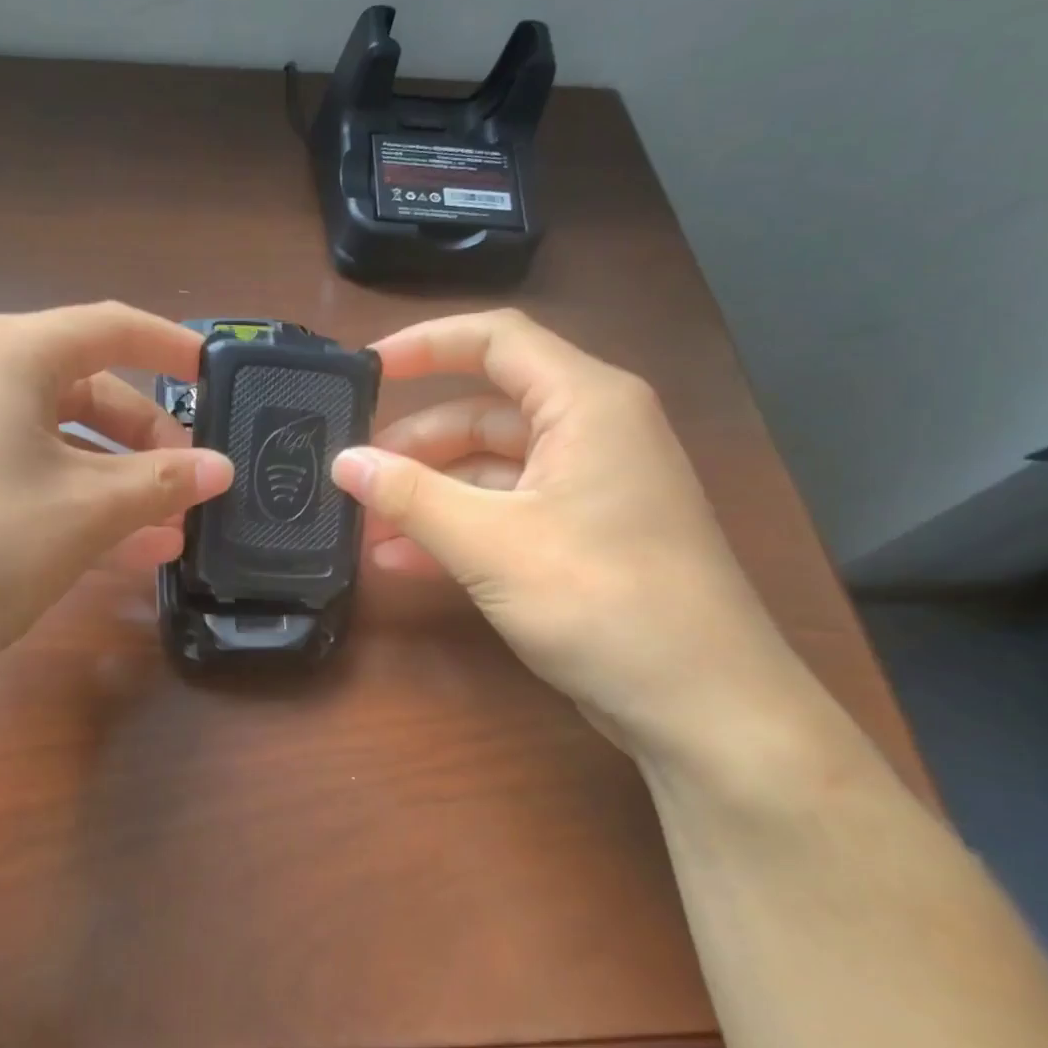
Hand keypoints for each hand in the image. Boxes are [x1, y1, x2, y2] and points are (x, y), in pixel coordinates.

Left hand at [0, 303, 231, 701]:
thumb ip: (162, 481)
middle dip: (146, 442)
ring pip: (57, 444)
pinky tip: (120, 550)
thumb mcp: (86, 509)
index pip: (109, 328)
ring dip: (117, 484)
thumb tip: (222, 469)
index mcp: (6, 354)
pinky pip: (24, 479)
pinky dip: (73, 505)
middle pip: (85, 391)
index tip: (217, 376)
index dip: (170, 348)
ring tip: (170, 531)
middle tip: (192, 484)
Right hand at [331, 310, 810, 765]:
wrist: (704, 707)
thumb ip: (412, 497)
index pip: (496, 340)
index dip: (425, 344)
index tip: (364, 370)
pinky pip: (506, 513)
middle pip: (484, 413)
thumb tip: (344, 462)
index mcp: (586, 404)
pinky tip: (403, 560)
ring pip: (489, 469)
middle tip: (354, 475)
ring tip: (365, 526)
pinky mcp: (582, 537)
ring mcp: (588, 488)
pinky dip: (456, 529)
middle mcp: (591, 432)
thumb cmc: (604, 602)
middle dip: (415, 445)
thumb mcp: (492, 544)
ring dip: (428, 495)